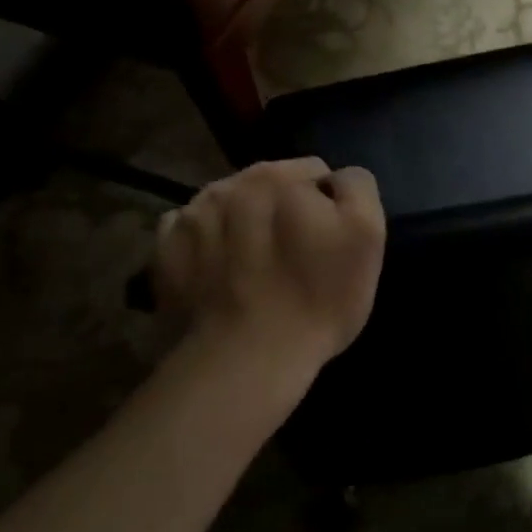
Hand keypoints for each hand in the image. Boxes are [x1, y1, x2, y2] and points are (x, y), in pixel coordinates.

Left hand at [149, 158, 386, 377]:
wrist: (246, 359)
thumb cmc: (318, 298)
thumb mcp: (366, 234)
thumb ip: (356, 187)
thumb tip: (334, 179)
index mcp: (276, 176)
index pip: (314, 172)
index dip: (328, 205)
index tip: (328, 241)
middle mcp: (228, 184)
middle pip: (268, 186)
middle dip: (282, 210)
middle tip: (293, 257)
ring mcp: (189, 217)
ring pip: (229, 207)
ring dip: (243, 224)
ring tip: (254, 268)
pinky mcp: (164, 251)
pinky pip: (191, 232)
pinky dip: (206, 245)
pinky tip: (220, 274)